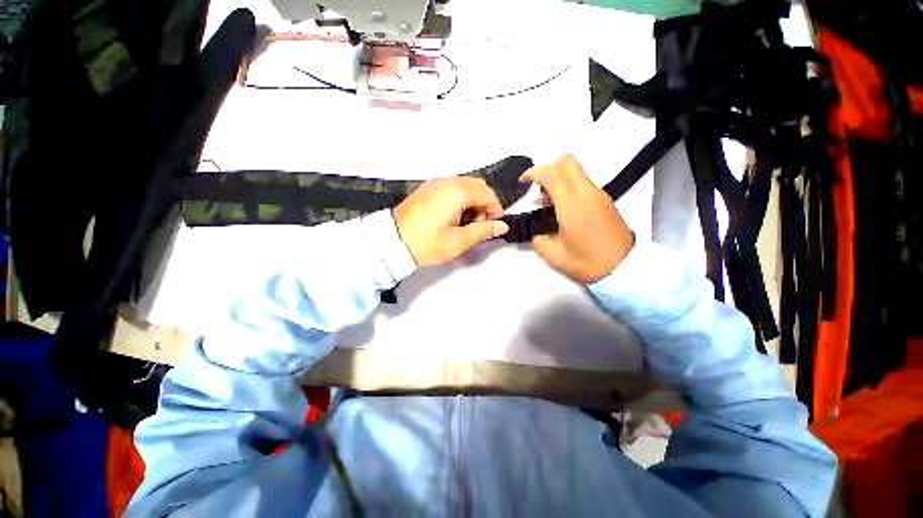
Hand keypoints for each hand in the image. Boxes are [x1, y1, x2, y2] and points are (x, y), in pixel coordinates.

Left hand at [393, 177, 509, 267]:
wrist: (391, 242)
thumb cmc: (427, 243)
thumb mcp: (458, 241)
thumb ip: (483, 231)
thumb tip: (503, 226)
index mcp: (457, 192)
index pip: (487, 194)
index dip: (495, 209)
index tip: (494, 226)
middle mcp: (447, 182)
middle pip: (477, 185)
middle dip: (484, 203)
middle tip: (479, 225)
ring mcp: (435, 183)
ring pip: (464, 185)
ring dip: (472, 200)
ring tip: (465, 223)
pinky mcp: (426, 189)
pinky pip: (451, 188)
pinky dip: (459, 198)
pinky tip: (453, 216)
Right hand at [522, 155, 633, 283]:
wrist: (624, 269)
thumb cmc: (587, 263)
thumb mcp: (553, 256)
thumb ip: (537, 238)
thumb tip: (535, 229)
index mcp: (573, 205)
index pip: (552, 173)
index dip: (533, 173)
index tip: (523, 182)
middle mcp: (587, 193)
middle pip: (566, 161)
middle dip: (547, 169)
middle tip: (539, 191)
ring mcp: (599, 194)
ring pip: (575, 171)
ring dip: (558, 179)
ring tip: (549, 204)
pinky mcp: (605, 200)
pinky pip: (583, 182)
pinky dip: (569, 187)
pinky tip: (564, 210)